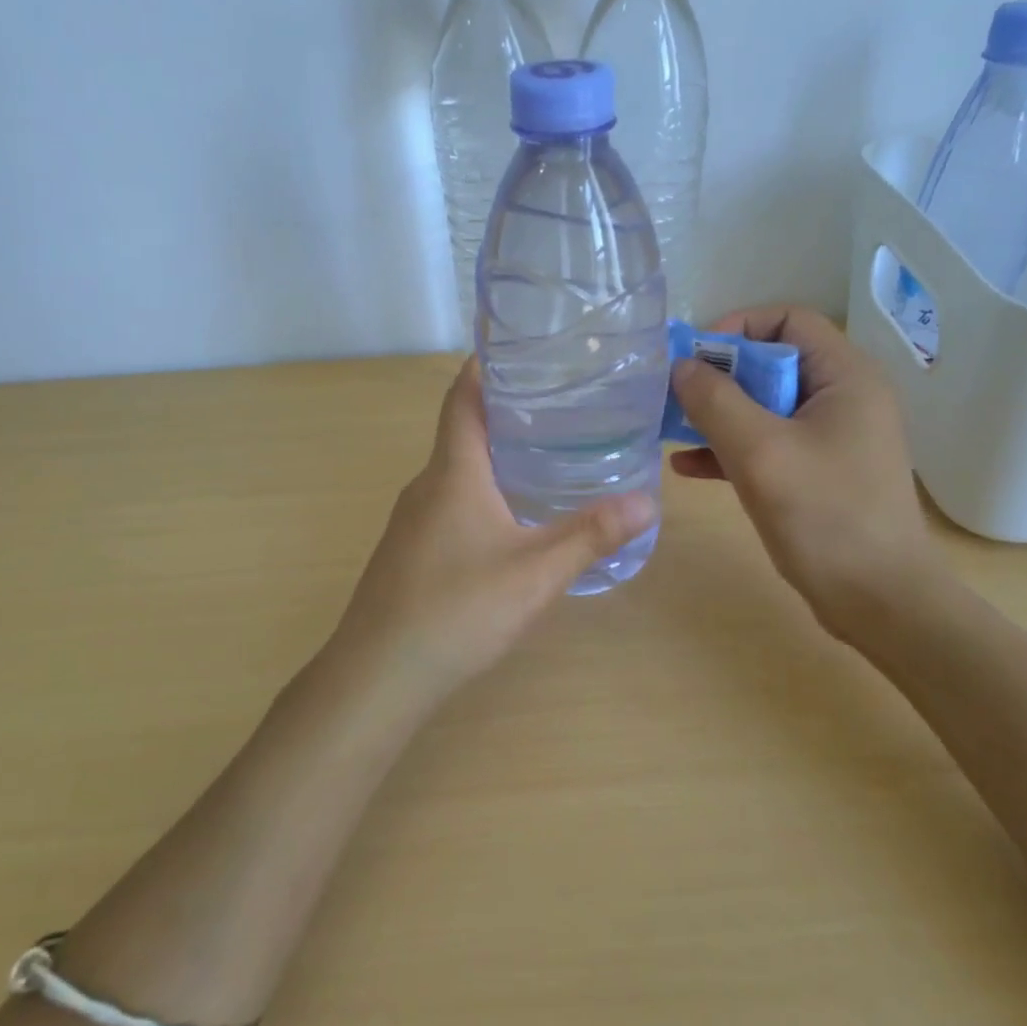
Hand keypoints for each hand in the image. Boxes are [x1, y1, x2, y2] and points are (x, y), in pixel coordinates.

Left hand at [330, 359, 657, 701]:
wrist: (378, 675)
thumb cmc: (458, 609)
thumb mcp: (537, 572)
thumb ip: (592, 535)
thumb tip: (648, 500)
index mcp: (452, 472)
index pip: (462, 397)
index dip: (485, 366)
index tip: (521, 349)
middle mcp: (426, 486)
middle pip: (462, 432)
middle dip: (506, 414)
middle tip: (561, 408)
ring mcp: (411, 522)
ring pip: (456, 474)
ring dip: (495, 459)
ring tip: (548, 459)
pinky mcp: (409, 553)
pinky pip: (449, 506)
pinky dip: (482, 495)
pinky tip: (512, 523)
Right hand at [669, 306, 936, 640]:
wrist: (879, 600)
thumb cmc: (825, 516)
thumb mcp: (760, 451)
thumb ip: (716, 402)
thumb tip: (681, 366)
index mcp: (845, 376)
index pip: (789, 320)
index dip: (737, 328)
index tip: (693, 359)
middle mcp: (843, 398)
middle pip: (773, 363)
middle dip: (719, 378)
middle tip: (673, 397)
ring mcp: (832, 439)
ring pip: (765, 407)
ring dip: (718, 415)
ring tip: (670, 429)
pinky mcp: (819, 474)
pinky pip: (769, 445)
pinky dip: (731, 450)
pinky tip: (688, 466)